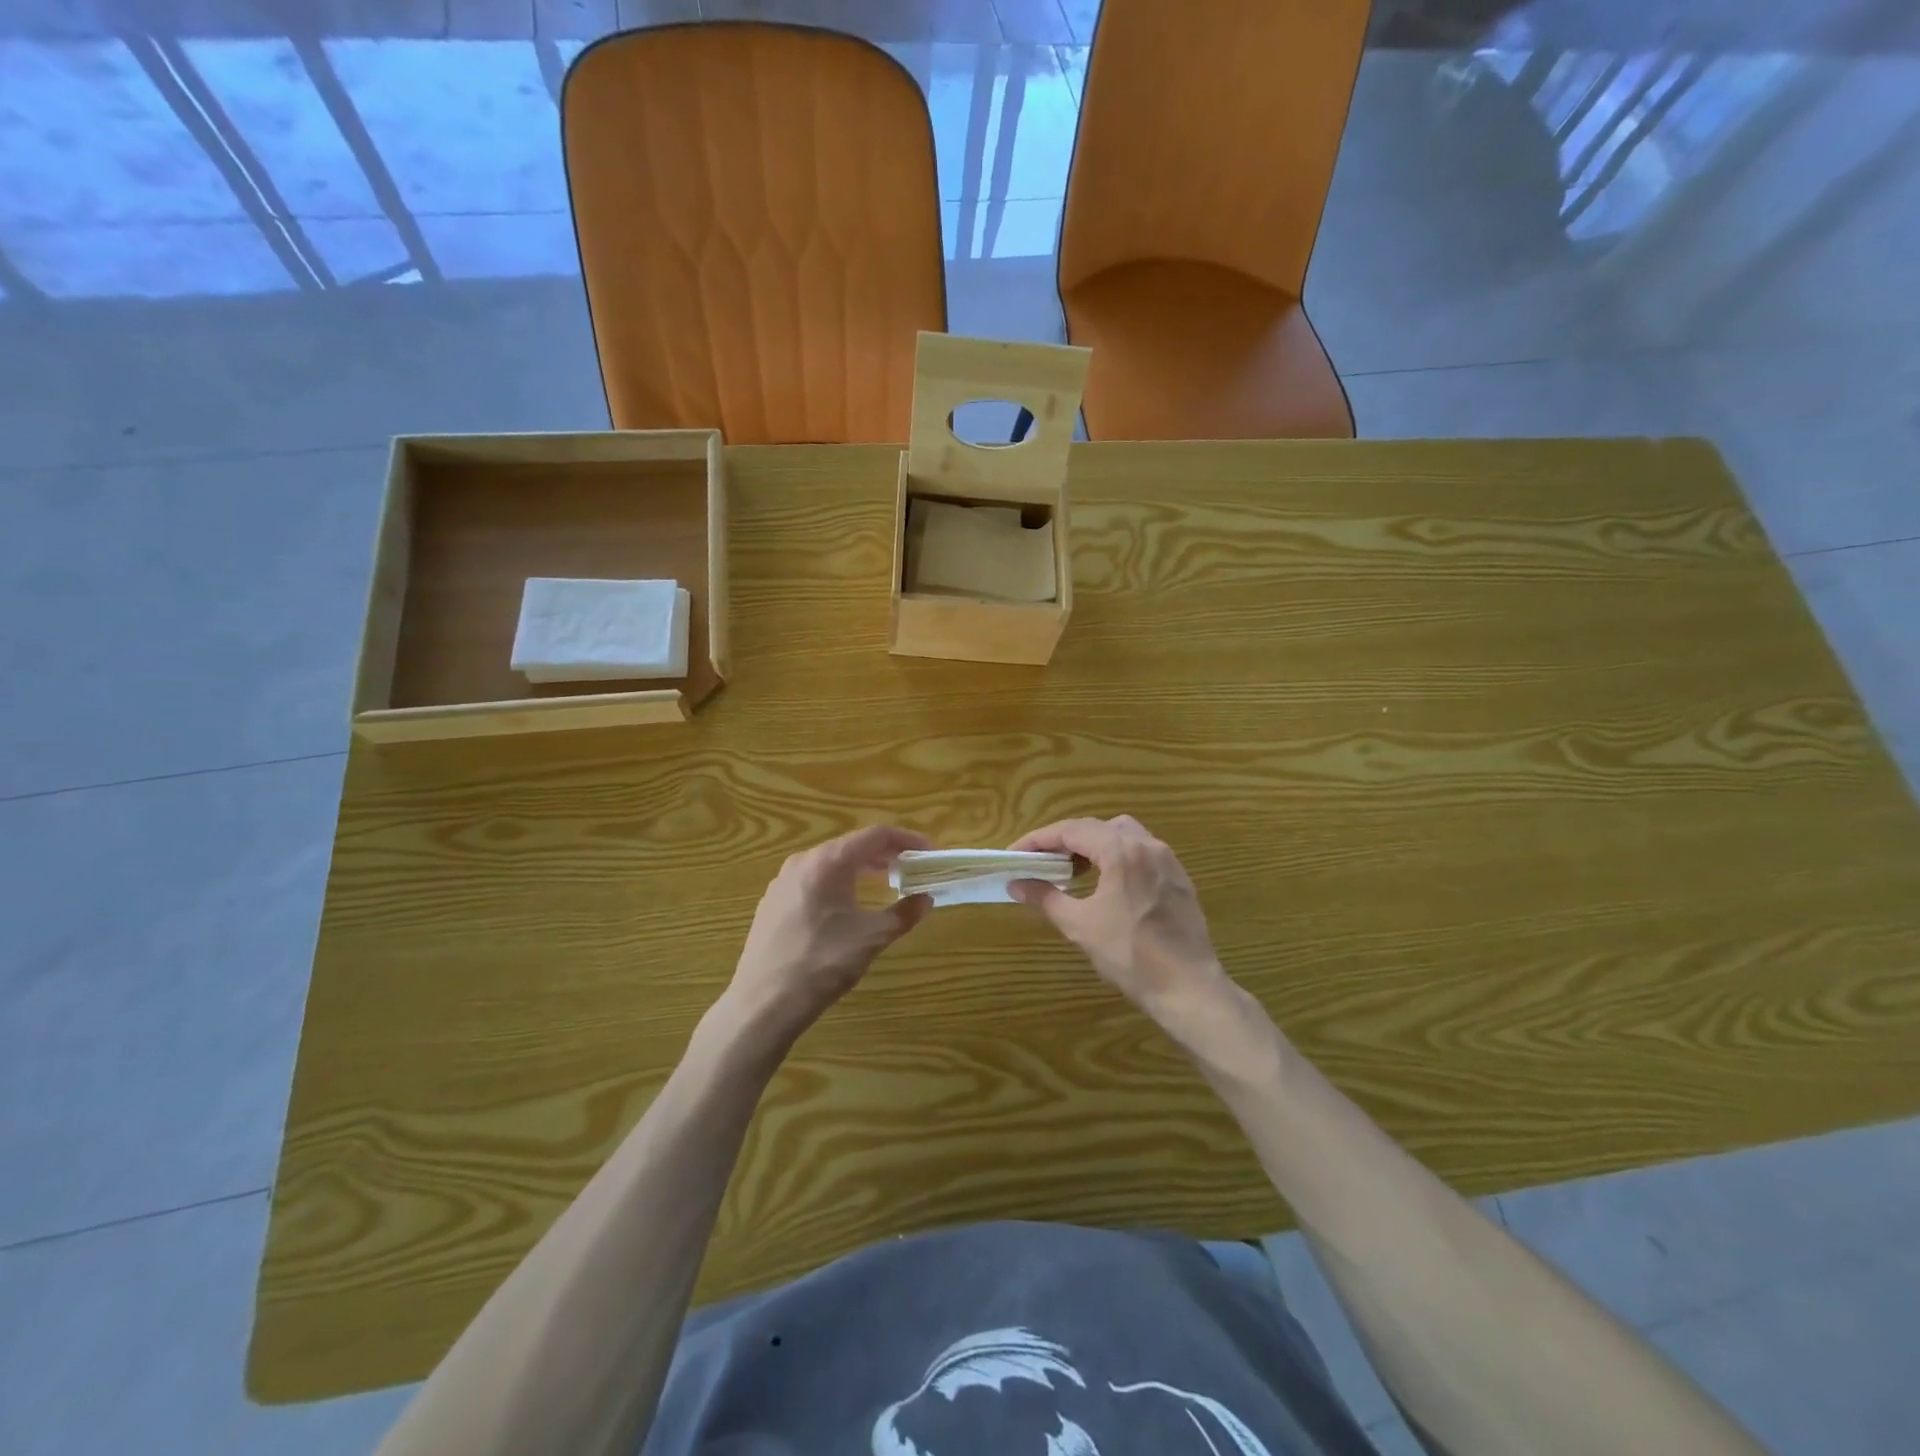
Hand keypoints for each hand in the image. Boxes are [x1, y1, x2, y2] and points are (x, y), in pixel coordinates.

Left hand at [719, 826, 933, 1049]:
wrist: (763, 1003)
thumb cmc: (822, 963)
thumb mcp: (871, 938)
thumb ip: (903, 914)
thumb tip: (925, 899)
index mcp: (828, 861)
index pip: (875, 835)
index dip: (906, 840)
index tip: (928, 853)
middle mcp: (802, 862)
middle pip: (851, 845)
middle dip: (885, 854)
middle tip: (911, 869)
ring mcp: (782, 882)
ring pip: (830, 863)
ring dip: (861, 869)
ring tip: (885, 883)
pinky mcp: (772, 903)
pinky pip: (813, 880)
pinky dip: (838, 883)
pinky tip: (847, 906)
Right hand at [1010, 816, 1231, 1020]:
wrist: (1188, 988)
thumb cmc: (1130, 955)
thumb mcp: (1080, 926)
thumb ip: (1045, 898)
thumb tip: (1016, 883)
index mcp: (1121, 851)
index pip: (1072, 830)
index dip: (1039, 839)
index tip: (1015, 854)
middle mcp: (1147, 845)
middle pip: (1098, 827)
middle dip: (1066, 840)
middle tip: (1041, 861)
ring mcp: (1168, 861)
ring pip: (1123, 835)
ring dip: (1094, 845)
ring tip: (1073, 870)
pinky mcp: (1179, 879)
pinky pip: (1142, 853)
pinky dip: (1118, 857)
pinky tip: (1108, 884)